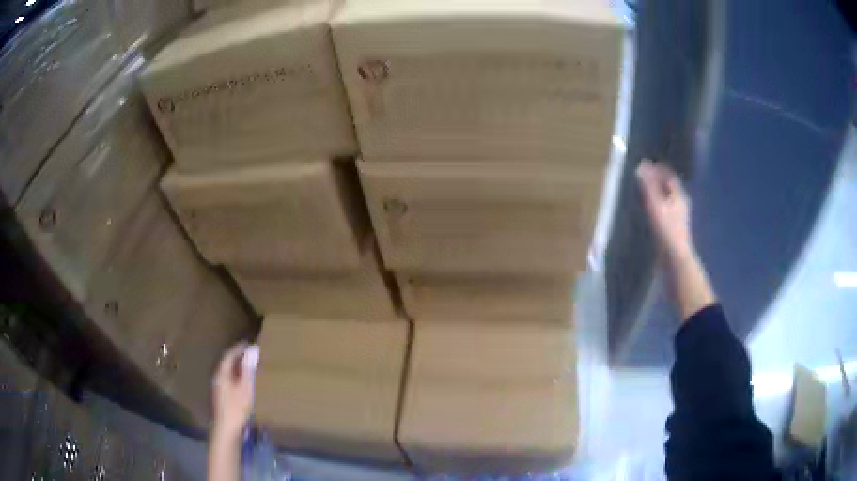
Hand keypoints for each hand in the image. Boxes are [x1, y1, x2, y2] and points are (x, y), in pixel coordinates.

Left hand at [212, 342, 258, 440]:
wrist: (227, 428)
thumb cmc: (237, 407)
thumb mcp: (246, 387)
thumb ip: (249, 369)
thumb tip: (253, 349)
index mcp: (222, 374)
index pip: (229, 355)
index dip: (238, 349)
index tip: (248, 344)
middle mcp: (218, 378)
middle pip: (227, 363)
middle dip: (237, 357)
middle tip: (250, 354)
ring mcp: (219, 388)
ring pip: (228, 372)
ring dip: (237, 367)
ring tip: (249, 366)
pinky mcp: (222, 397)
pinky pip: (229, 380)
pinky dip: (237, 376)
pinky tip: (244, 383)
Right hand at [635, 160, 692, 258]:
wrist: (675, 259)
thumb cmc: (667, 230)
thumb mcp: (656, 206)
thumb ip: (648, 186)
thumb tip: (641, 166)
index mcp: (679, 196)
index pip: (669, 176)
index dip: (658, 169)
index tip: (645, 166)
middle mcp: (681, 204)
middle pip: (668, 188)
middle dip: (656, 181)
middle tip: (641, 178)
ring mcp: (678, 217)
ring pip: (667, 200)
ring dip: (656, 194)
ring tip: (642, 193)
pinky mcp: (673, 229)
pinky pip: (664, 211)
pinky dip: (656, 207)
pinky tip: (647, 212)